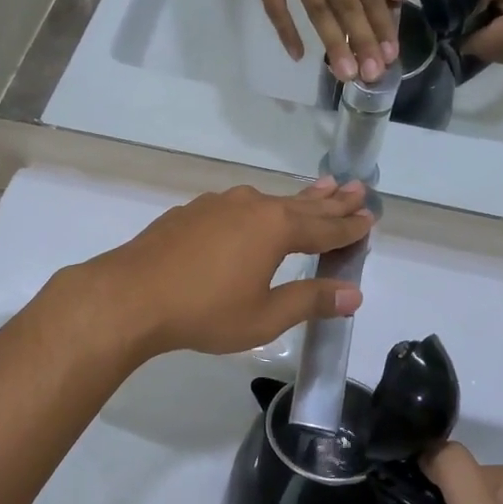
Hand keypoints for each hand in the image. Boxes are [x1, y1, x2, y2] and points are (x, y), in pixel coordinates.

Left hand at [72, 179, 371, 360]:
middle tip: (357, 187)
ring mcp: (219, 204)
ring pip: (269, 199)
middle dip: (332, 201)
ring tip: (320, 187)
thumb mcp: (264, 316)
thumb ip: (310, 301)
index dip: (349, 227)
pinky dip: (260, 207)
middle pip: (302, 205)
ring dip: (298, 197)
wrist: (131, 295)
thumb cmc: (204, 311)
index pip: (324, 228)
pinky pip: (239, 205)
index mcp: (275, 229)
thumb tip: (354, 294)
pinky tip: (256, 210)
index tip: (371, 218)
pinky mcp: (193, 211)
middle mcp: (252, 206)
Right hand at [239, 0, 399, 82]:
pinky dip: (286, 29)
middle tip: (373, 75)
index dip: (381, 21)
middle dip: (361, 41)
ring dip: (332, 43)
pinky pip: (274, 3)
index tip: (391, 51)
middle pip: (345, 5)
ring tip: (346, 73)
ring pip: (315, 10)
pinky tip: (299, 54)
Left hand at [461, 0, 502, 68]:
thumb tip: (449, 19)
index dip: (461, 28)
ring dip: (482, 37)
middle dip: (472, 33)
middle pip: (477, 51)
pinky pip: (496, 53)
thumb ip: (471, 1)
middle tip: (481, 9)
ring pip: (485, 53)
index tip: (462, 12)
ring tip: (492, 14)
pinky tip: (498, 23)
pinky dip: (492, 40)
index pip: (470, 44)